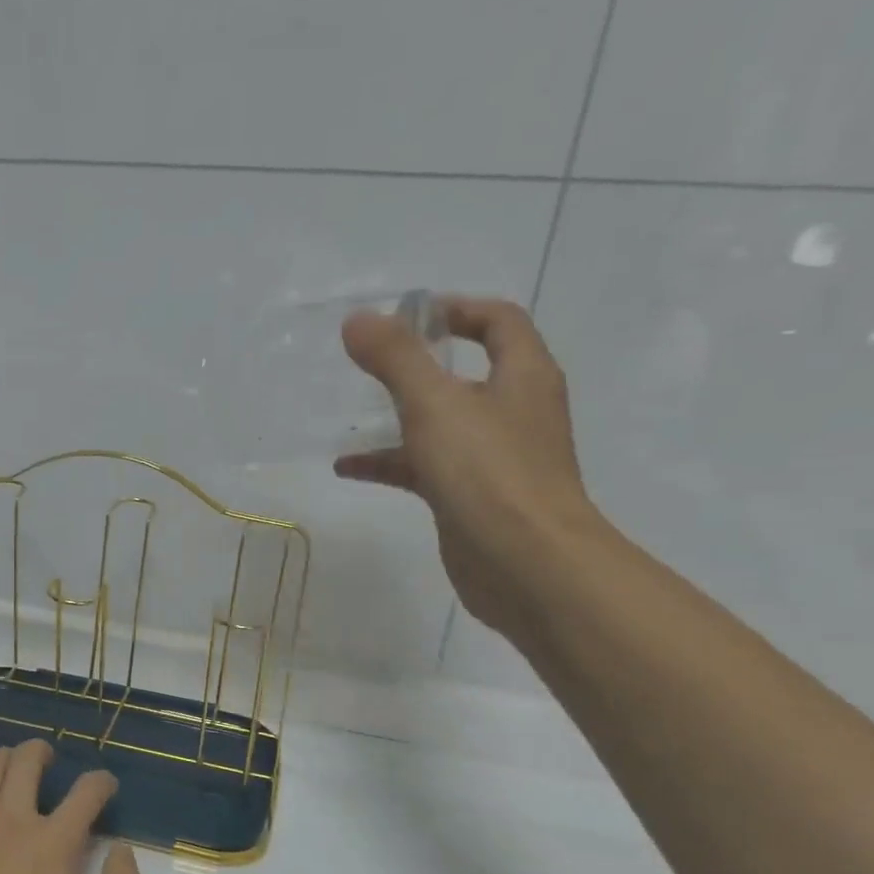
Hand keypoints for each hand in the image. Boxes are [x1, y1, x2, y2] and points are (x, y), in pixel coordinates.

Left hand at [0, 740, 144, 873]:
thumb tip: (122, 850)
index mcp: (54, 841)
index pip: (86, 791)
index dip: (101, 782)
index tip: (105, 786)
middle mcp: (11, 821)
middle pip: (27, 762)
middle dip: (43, 751)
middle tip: (48, 757)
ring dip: (5, 759)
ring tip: (12, 764)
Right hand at [333, 296, 603, 637]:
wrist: (525, 564)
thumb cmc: (488, 472)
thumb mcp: (435, 404)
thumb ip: (396, 359)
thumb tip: (358, 319)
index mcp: (523, 376)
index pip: (499, 322)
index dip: (457, 308)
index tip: (408, 315)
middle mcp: (514, 411)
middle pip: (468, 372)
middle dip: (420, 365)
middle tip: (373, 362)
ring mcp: (494, 459)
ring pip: (443, 424)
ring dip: (400, 417)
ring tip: (352, 416)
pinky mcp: (472, 498)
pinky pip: (427, 467)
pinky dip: (390, 463)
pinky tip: (348, 469)